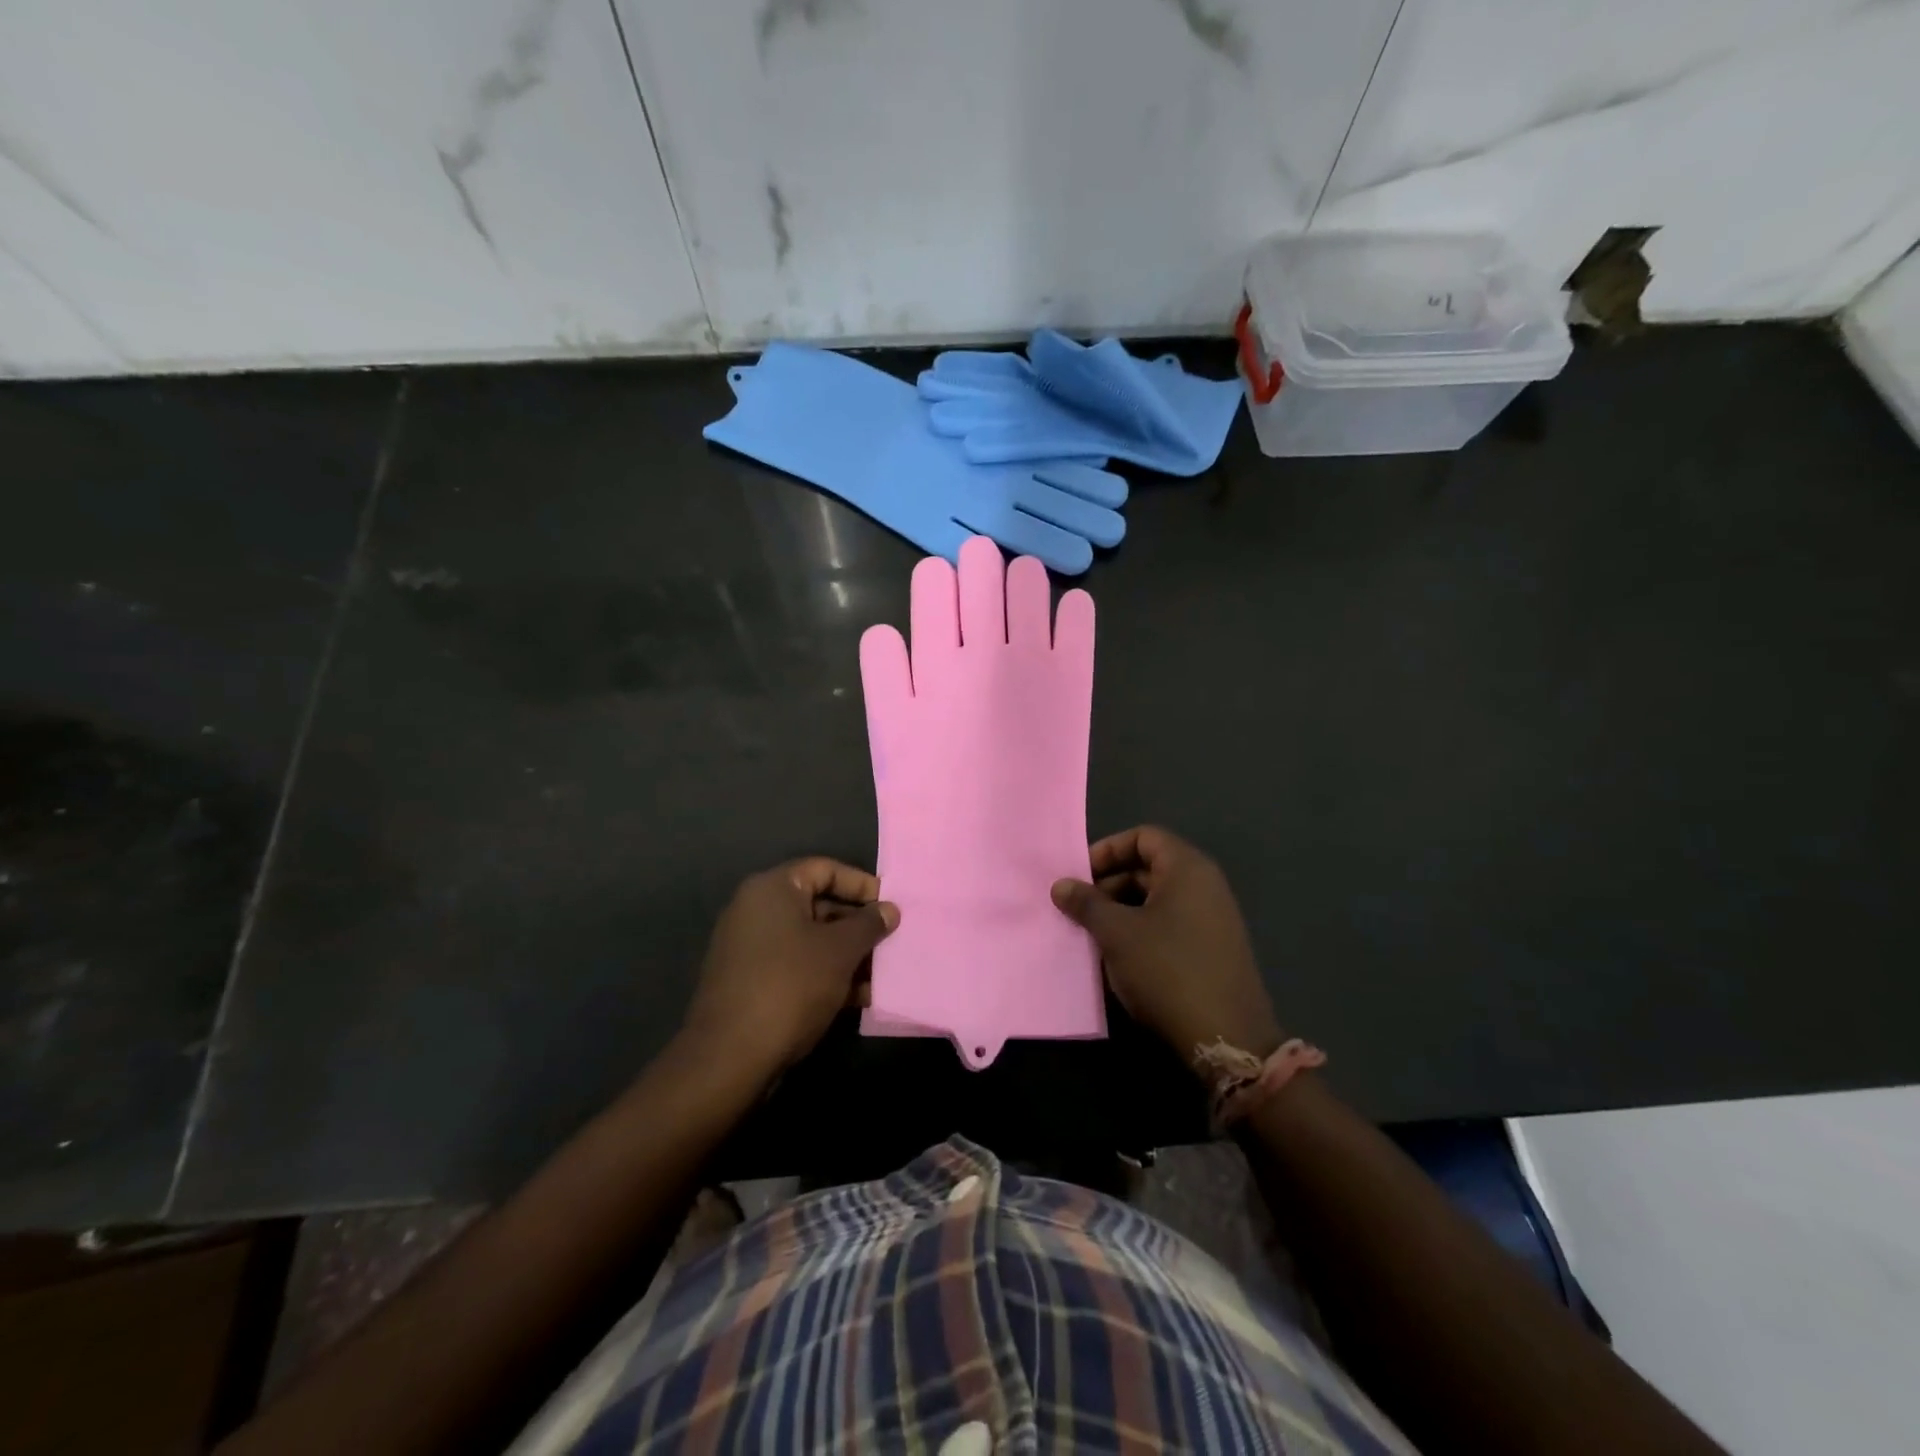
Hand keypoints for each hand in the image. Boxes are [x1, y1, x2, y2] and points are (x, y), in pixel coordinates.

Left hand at [683, 858, 898, 1076]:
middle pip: (818, 905)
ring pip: (810, 940)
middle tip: (891, 941)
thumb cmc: (790, 985)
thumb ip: (868, 925)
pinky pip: (796, 965)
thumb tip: (889, 909)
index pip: (825, 869)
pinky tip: (857, 998)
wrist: (730, 1057)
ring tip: (882, 974)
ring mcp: (749, 947)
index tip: (890, 904)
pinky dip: (825, 975)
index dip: (861, 884)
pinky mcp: (749, 981)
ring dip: (847, 955)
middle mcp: (756, 910)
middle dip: (857, 925)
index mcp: (772, 889)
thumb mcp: (840, 951)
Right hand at [1051, 826, 1281, 1066]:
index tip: (1079, 876)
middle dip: (1109, 883)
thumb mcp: (1117, 933)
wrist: (1227, 1038)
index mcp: (1187, 868)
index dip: (1107, 850)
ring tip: (1094, 935)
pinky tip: (1120, 957)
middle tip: (1079, 909)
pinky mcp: (1213, 949)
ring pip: (1157, 899)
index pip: (1143, 837)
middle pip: (1149, 866)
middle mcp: (1205, 885)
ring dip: (1122, 910)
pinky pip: (1170, 924)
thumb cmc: (1167, 970)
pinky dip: (1142, 930)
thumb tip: (1061, 885)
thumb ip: (1086, 903)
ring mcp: (1213, 918)